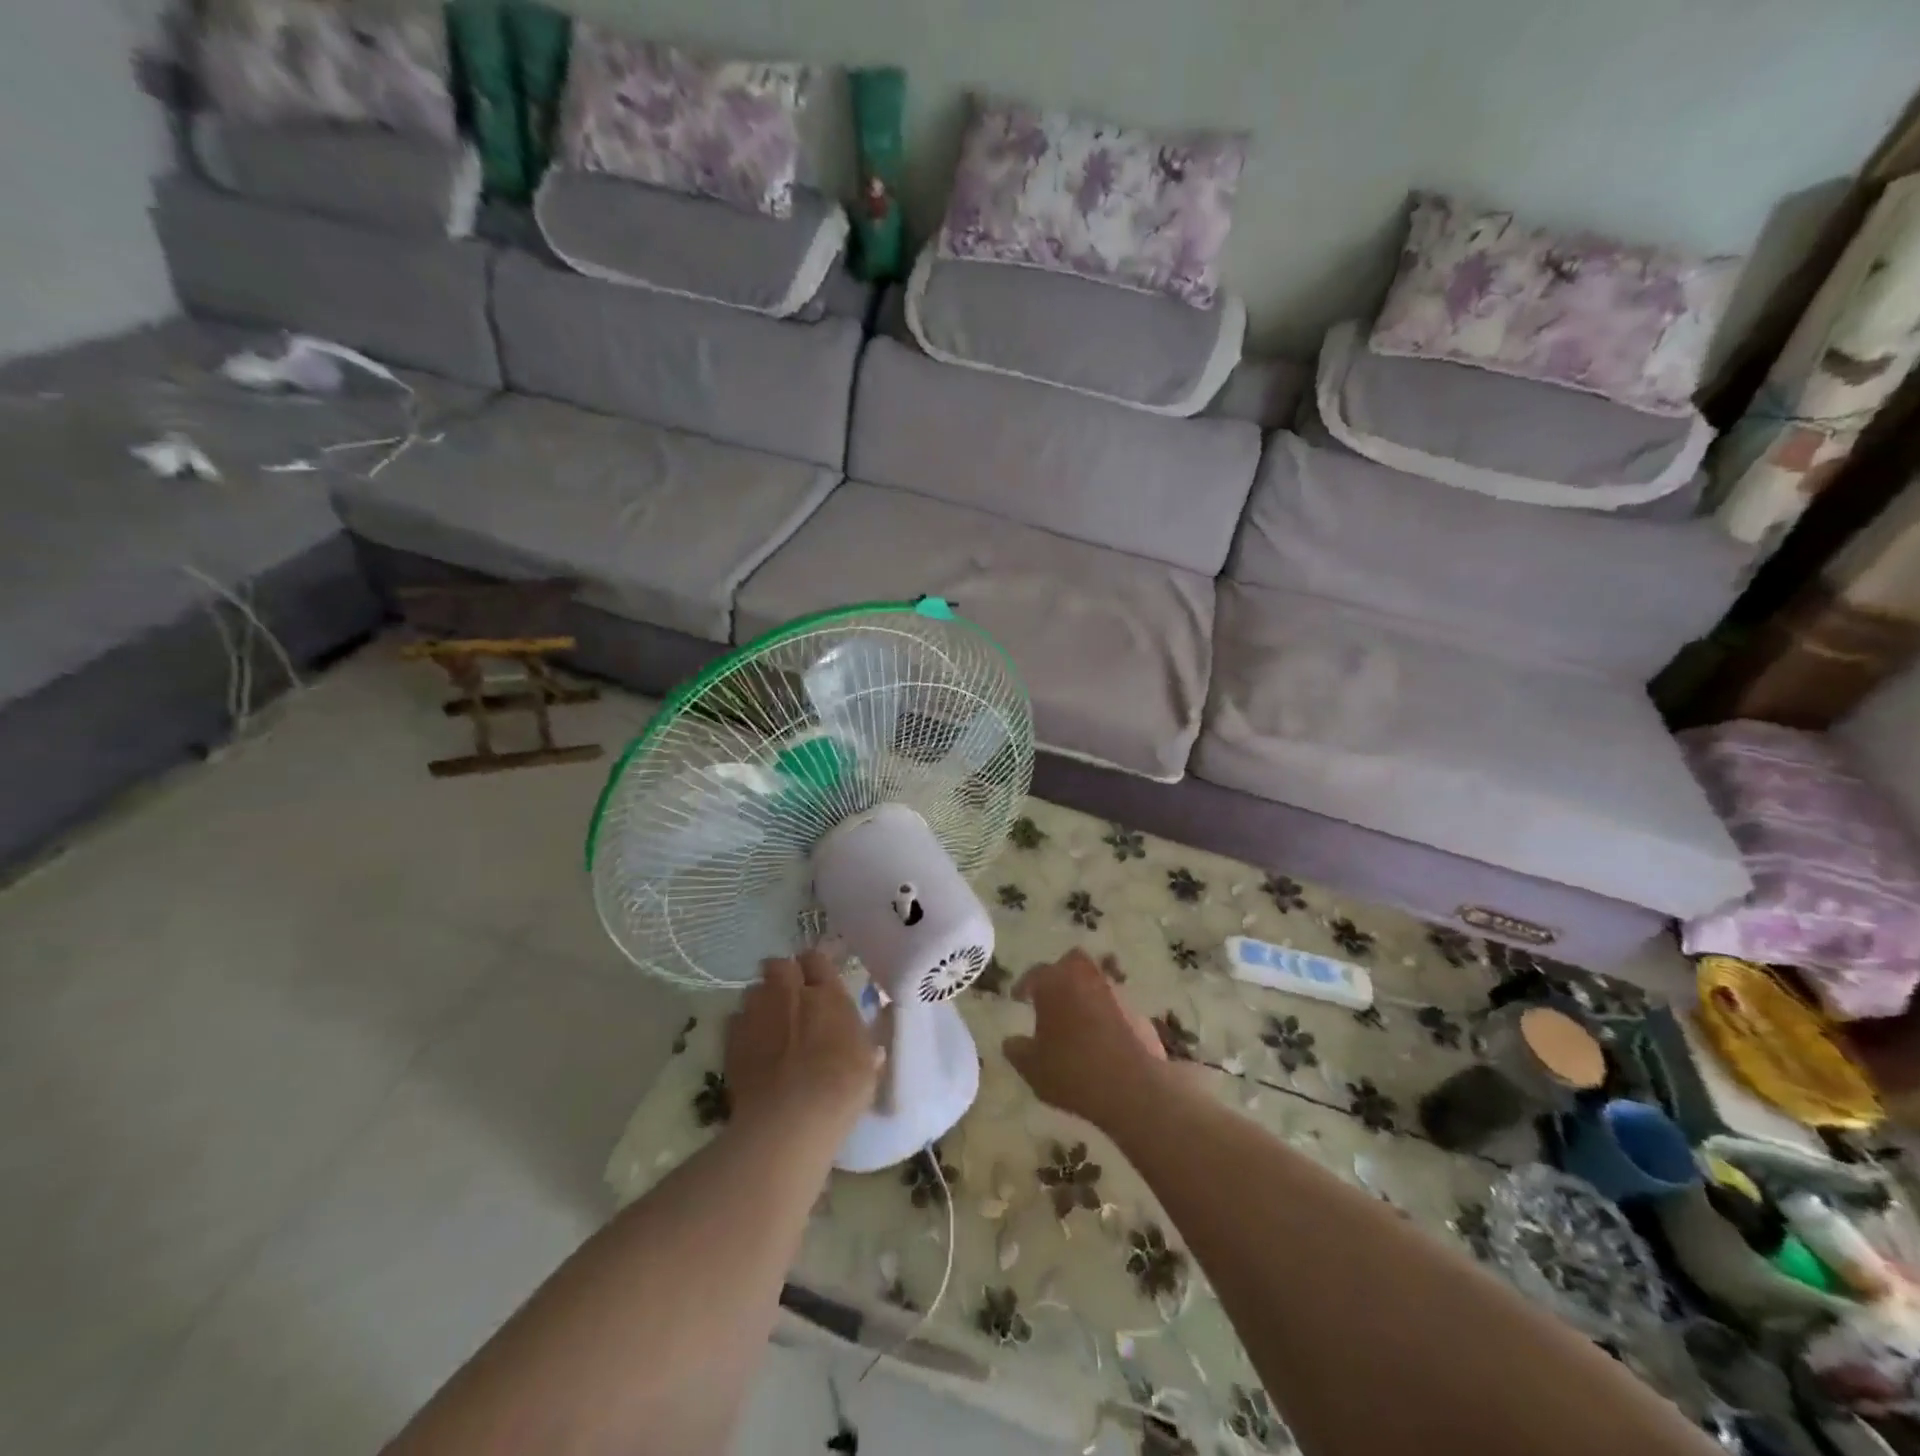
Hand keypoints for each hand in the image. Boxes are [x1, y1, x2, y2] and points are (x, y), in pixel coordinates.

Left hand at [725, 952, 881, 1134]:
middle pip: (778, 965)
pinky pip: (735, 1021)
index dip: (815, 967)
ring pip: (754, 990)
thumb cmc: (840, 1088)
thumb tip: (867, 1044)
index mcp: (826, 993)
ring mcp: (756, 1013)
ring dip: (762, 1001)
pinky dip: (744, 1029)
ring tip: (769, 1024)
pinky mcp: (731, 1039)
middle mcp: (789, 993)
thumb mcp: (867, 1064)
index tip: (818, 981)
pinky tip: (752, 1049)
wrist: (790, 1119)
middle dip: (782, 975)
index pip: (816, 959)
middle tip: (790, 997)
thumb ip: (862, 1043)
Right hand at [1002, 948, 1168, 1131]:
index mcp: (1054, 983)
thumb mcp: (1033, 1068)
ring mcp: (1116, 992)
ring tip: (1076, 1019)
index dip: (1023, 986)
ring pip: (1096, 981)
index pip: (1034, 974)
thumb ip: (1017, 1051)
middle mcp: (1085, 977)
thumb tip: (1010, 1042)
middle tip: (1051, 996)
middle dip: (1060, 974)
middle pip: (1071, 963)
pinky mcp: (1138, 1011)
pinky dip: (1106, 1013)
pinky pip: (1115, 1005)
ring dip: (1085, 994)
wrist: (1134, 1086)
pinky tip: (1101, 1037)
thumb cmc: (1072, 1071)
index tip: (1017, 998)